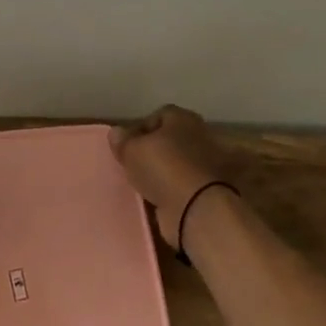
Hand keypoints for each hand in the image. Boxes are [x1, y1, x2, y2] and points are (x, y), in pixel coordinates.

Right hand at [110, 104, 226, 250]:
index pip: (158, 116)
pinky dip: (171, 192)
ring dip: (163, 174)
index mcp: (184, 118)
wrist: (199, 209)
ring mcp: (207, 165)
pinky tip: (157, 200)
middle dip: (153, 152)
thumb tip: (117, 133)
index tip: (126, 147)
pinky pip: (182, 187)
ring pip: (176, 165)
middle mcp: (200, 136)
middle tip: (134, 166)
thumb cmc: (165, 168)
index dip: (140, 129)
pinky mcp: (208, 191)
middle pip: (169, 141)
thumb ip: (123, 141)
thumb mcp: (132, 150)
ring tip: (143, 186)